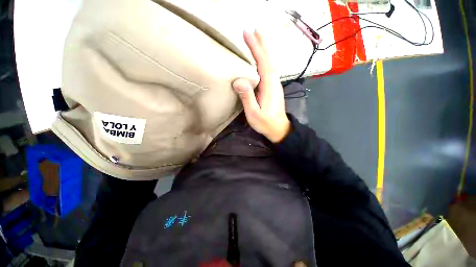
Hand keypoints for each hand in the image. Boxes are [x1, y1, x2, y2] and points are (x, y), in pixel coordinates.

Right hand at [232, 30, 290, 142]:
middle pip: (268, 60)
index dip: (256, 48)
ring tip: (255, 39)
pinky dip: (263, 61)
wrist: (279, 129)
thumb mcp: (254, 113)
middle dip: (261, 44)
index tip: (248, 33)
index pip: (263, 63)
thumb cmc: (266, 123)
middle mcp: (274, 82)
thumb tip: (239, 80)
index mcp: (269, 87)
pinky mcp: (273, 89)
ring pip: (269, 64)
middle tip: (252, 31)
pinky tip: (259, 59)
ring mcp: (274, 85)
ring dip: (263, 51)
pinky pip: (268, 70)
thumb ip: (247, 97)